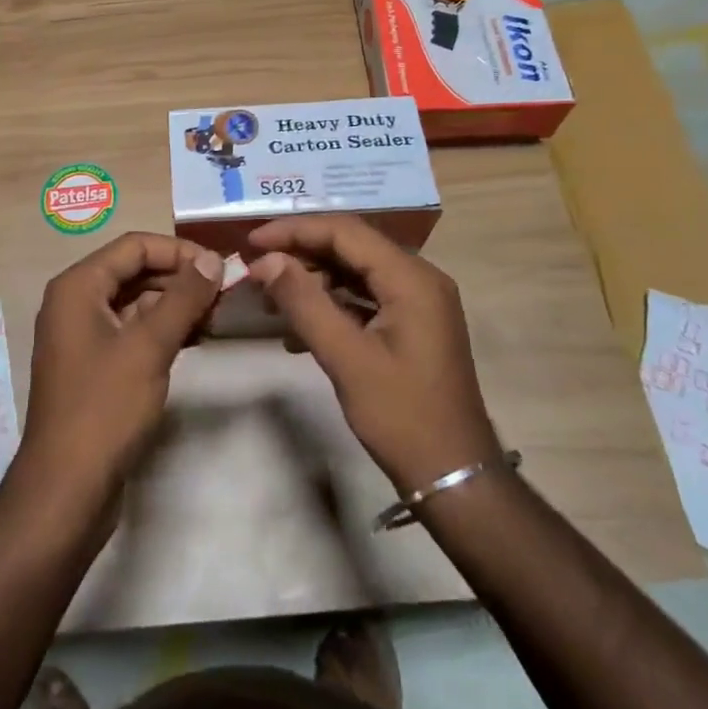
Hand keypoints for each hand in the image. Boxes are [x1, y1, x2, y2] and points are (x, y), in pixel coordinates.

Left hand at [18, 233, 221, 505]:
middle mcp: (75, 303)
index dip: (179, 251)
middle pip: (134, 271)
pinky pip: (132, 331)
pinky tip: (196, 339)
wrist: (66, 489)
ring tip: (217, 318)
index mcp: (77, 286)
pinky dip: (163, 330)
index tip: (219, 268)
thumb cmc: (105, 408)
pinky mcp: (94, 366)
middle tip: (225, 295)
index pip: (134, 246)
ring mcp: (83, 336)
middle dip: (180, 279)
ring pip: (135, 303)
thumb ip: (183, 297)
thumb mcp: (149, 346)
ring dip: (175, 305)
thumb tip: (213, 259)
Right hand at [246, 214, 501, 493]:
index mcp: (411, 278)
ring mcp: (417, 301)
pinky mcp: (411, 323)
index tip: (252, 244)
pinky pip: (364, 297)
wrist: (455, 477)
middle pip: (349, 246)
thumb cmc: (403, 417)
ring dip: (311, 281)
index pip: (344, 231)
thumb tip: (266, 262)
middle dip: (300, 255)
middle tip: (257, 274)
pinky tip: (297, 331)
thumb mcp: (346, 359)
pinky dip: (330, 304)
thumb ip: (304, 303)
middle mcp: (419, 278)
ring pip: (354, 271)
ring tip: (269, 302)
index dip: (294, 230)